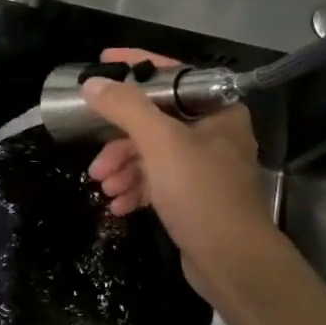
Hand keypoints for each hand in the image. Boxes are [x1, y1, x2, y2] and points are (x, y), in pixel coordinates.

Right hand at [82, 48, 280, 286]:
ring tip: (105, 190)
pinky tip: (118, 206)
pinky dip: (136, 189)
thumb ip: (125, 108)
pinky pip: (157, 182)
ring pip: (152, 155)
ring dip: (123, 170)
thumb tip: (93, 84)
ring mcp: (205, 168)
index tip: (103, 62)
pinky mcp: (195, 197)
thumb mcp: (160, 144)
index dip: (135, 67)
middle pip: (154, 121)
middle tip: (96, 163)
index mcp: (218, 110)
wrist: (232, 262)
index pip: (172, 75)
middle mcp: (214, 134)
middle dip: (120, 142)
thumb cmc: (201, 193)